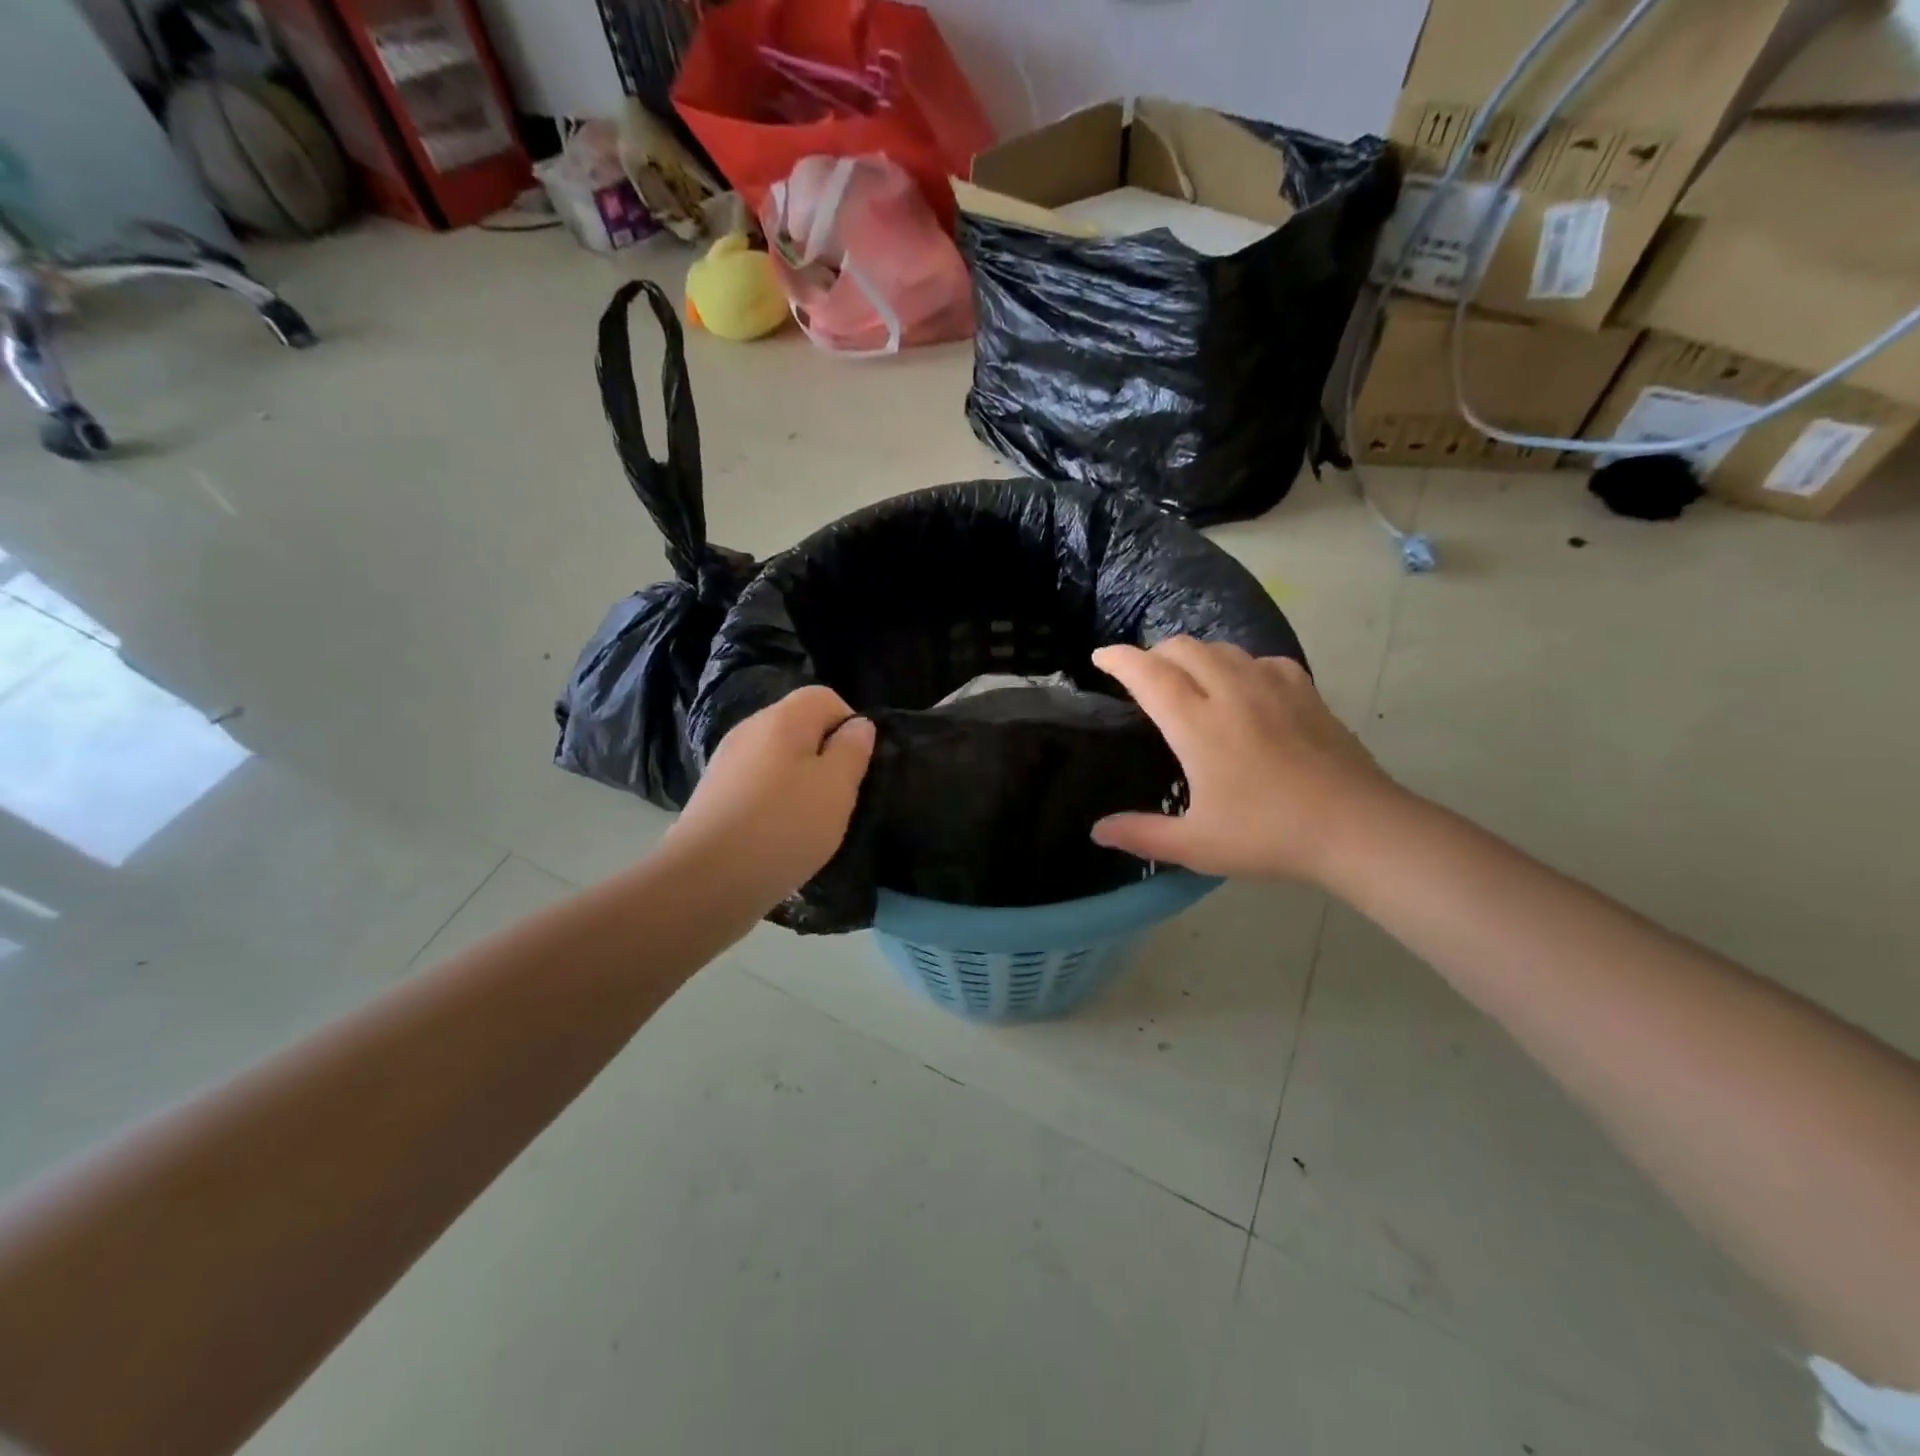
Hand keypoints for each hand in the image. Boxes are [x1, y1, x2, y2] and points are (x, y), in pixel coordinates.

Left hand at [670, 686, 875, 901]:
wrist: (707, 879)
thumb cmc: (784, 826)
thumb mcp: (837, 787)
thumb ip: (853, 750)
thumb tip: (858, 725)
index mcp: (782, 719)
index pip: (824, 697)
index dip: (849, 724)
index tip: (857, 766)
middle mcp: (749, 730)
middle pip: (799, 726)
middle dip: (824, 756)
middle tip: (839, 797)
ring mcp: (726, 763)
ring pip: (777, 759)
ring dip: (799, 783)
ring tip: (810, 822)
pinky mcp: (713, 796)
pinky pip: (756, 786)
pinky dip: (773, 803)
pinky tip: (778, 836)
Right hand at [1091, 639, 1397, 883]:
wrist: (1357, 828)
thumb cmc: (1269, 835)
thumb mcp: (1196, 845)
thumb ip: (1142, 834)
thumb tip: (1097, 831)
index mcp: (1198, 725)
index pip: (1148, 675)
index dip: (1119, 659)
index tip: (1100, 657)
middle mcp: (1232, 693)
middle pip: (1183, 649)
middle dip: (1154, 653)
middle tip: (1142, 675)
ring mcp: (1273, 687)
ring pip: (1222, 648)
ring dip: (1194, 654)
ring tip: (1186, 677)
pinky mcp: (1306, 692)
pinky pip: (1261, 660)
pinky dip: (1238, 664)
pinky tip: (1244, 685)